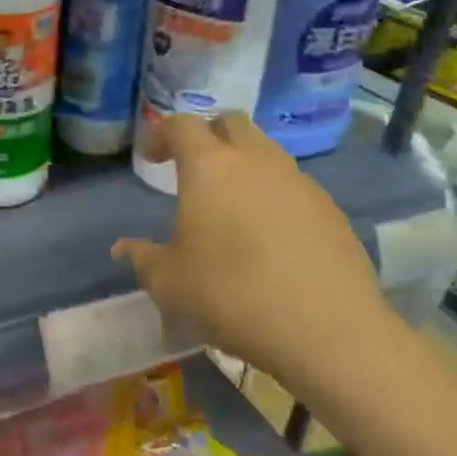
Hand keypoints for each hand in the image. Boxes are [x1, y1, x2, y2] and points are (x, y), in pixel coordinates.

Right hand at [111, 113, 396, 404]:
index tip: (152, 158)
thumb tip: (125, 248)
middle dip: (208, 136)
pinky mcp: (331, 211)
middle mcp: (256, 161)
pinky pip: (294, 186)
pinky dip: (274, 195)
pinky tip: (270, 236)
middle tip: (194, 168)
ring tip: (232, 204)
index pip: (182, 125)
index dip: (162, 134)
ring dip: (244, 164)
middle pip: (231, 123)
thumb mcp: (170, 283)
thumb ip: (143, 258)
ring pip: (266, 152)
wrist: (330, 332)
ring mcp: (300, 183)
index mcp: (210, 167)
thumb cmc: (233, 295)